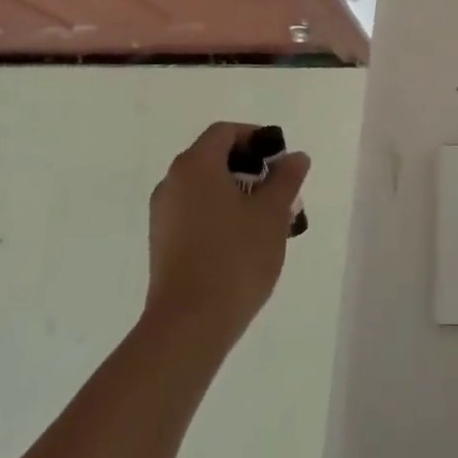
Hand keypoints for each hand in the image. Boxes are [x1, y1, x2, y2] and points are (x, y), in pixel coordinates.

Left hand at [145, 122, 309, 348]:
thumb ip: (285, 178)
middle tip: (281, 190)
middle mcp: (172, 183)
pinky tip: (245, 240)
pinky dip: (220, 213)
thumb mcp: (272, 213)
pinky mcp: (163, 243)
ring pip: (205, 188)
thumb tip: (294, 157)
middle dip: (250, 168)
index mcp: (196, 166)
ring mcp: (164, 215)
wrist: (190, 324)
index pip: (225, 132)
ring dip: (237, 193)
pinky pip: (195, 212)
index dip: (256, 137)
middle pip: (213, 158)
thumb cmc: (236, 257)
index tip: (280, 158)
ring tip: (269, 219)